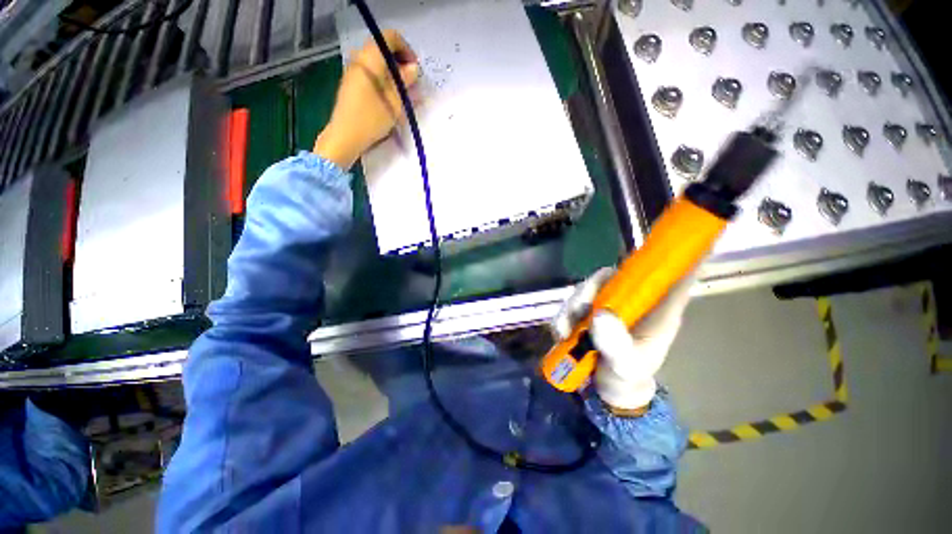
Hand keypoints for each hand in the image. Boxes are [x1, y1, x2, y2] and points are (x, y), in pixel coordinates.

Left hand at [314, 30, 421, 169]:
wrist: (346, 136)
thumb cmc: (371, 118)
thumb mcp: (395, 101)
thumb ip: (405, 81)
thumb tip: (413, 68)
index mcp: (370, 57)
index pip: (390, 37)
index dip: (406, 49)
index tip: (415, 68)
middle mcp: (360, 58)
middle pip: (384, 49)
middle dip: (401, 63)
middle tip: (413, 82)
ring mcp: (354, 71)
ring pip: (378, 63)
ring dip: (393, 73)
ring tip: (405, 93)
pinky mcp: (352, 84)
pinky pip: (372, 74)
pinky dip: (384, 80)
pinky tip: (392, 97)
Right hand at [551, 267, 694, 411]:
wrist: (605, 392)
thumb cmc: (627, 378)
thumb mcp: (626, 367)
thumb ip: (616, 345)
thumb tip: (599, 315)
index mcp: (654, 312)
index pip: (668, 277)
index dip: (668, 258)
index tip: (663, 241)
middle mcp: (630, 302)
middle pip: (613, 277)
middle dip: (591, 288)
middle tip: (579, 308)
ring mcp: (605, 306)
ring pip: (587, 289)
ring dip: (572, 305)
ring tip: (565, 331)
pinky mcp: (585, 314)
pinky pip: (570, 304)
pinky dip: (562, 316)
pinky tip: (560, 334)